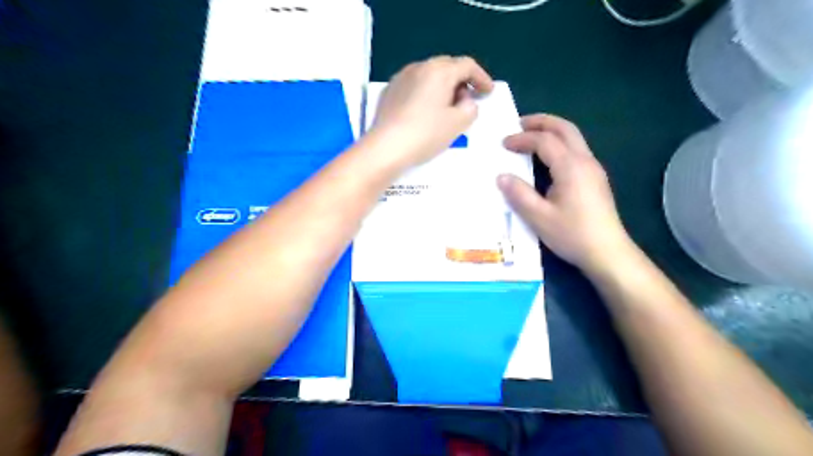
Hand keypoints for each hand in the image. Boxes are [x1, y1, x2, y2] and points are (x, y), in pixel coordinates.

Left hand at [370, 56, 495, 168]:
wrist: (386, 148)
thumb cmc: (426, 134)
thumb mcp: (458, 123)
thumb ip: (470, 107)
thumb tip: (465, 101)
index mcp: (439, 71)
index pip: (467, 65)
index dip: (481, 78)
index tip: (488, 92)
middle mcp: (419, 67)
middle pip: (447, 67)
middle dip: (461, 81)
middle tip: (468, 99)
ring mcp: (401, 78)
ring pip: (428, 75)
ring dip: (442, 87)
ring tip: (446, 107)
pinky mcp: (389, 91)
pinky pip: (414, 85)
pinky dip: (425, 93)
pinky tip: (425, 111)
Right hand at [496, 115, 634, 274]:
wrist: (607, 252)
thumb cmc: (572, 234)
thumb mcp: (539, 217)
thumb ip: (519, 194)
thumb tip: (502, 176)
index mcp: (571, 167)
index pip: (544, 141)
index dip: (522, 139)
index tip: (503, 143)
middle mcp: (585, 161)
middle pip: (565, 129)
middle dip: (541, 122)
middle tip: (519, 124)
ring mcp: (593, 169)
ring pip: (573, 138)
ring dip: (551, 131)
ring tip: (530, 136)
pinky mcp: (595, 179)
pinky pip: (576, 150)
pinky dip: (558, 144)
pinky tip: (547, 158)